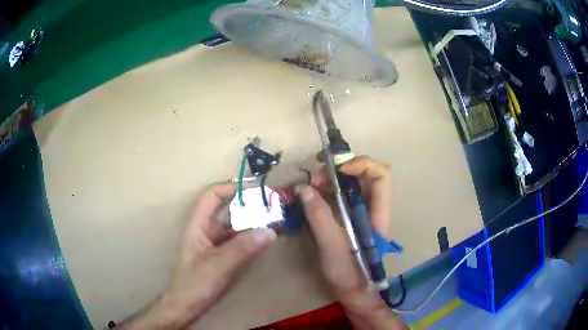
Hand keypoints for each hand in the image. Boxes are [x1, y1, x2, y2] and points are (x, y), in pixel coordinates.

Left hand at [119, 183, 275, 329]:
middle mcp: (205, 230)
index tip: (256, 190)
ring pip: (233, 224)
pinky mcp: (220, 255)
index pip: (211, 195)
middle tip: (272, 202)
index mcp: (197, 225)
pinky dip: (251, 236)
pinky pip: (237, 239)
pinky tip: (265, 237)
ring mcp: (213, 243)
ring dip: (252, 219)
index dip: (231, 187)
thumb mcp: (217, 266)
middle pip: (225, 208)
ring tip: (274, 217)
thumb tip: (269, 230)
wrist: (184, 306)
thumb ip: (241, 249)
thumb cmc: (193, 284)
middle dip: (247, 202)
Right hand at [300, 156, 402, 328]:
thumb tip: (303, 188)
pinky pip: (338, 196)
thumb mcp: (332, 246)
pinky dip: (324, 192)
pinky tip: (310, 199)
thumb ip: (319, 217)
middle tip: (314, 181)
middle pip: (362, 174)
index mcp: (377, 212)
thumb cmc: (349, 272)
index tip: (337, 170)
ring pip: (348, 184)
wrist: (353, 290)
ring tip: (308, 190)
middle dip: (337, 171)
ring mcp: (359, 211)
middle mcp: (371, 207)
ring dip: (328, 181)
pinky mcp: (348, 217)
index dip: (362, 164)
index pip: (380, 175)